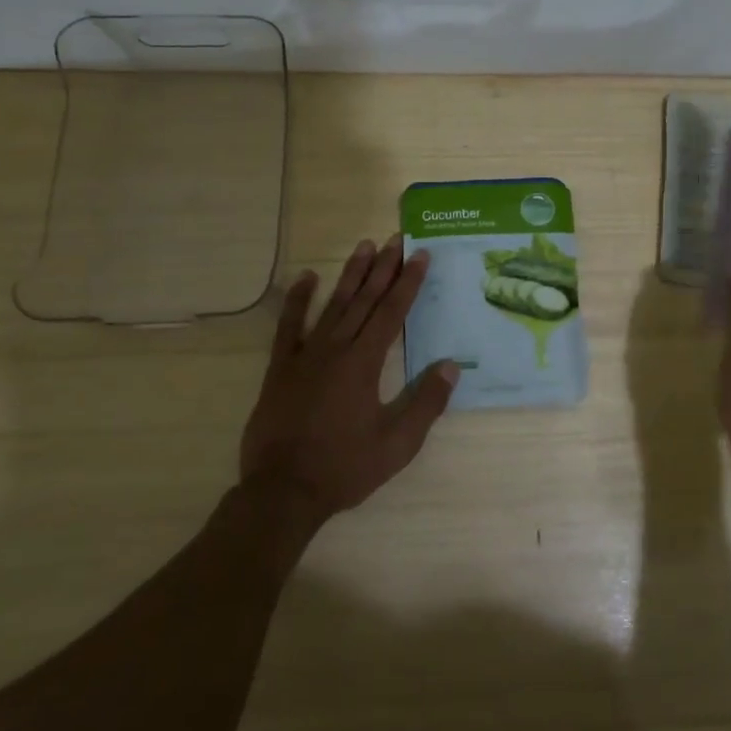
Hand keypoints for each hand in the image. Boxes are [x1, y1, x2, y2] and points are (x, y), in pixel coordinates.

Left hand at [240, 235, 459, 522]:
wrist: (282, 491)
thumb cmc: (345, 467)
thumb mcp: (397, 444)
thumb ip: (427, 403)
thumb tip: (451, 365)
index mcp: (365, 363)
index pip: (392, 312)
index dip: (408, 282)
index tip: (420, 255)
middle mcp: (336, 349)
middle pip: (365, 300)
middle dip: (383, 268)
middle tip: (396, 238)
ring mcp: (304, 356)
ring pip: (333, 305)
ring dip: (350, 275)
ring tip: (364, 246)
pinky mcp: (280, 368)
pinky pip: (288, 326)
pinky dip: (298, 301)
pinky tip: (306, 278)